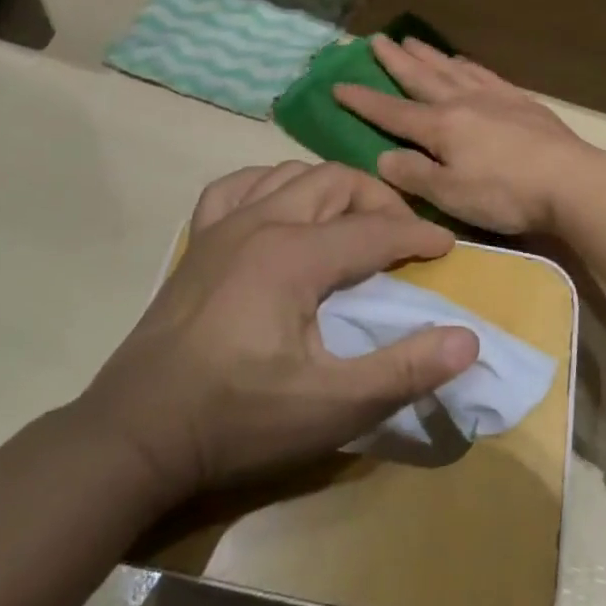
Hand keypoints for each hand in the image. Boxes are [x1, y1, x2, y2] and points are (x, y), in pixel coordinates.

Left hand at [83, 161, 479, 501]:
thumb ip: (404, 370)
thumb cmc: (237, 419)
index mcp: (295, 255)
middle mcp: (261, 222)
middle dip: (379, 200)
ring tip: (352, 221)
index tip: (448, 249)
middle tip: (403, 237)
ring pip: (291, 173)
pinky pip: (237, 186)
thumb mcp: (331, 407)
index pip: (374, 230)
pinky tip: (279, 207)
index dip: (418, 237)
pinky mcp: (198, 240)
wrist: (136, 432)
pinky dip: (270, 184)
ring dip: (331, 188)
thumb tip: (468, 339)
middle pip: (336, 182)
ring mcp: (222, 225)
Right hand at [334, 35, 605, 234]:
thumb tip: (383, 156)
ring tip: (412, 41)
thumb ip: (414, 175)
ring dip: (428, 56)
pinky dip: (468, 65)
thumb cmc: (505, 194)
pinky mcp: (520, 100)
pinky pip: (485, 74)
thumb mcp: (450, 195)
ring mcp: (493, 97)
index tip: (338, 84)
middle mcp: (462, 103)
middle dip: (395, 61)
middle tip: (375, 39)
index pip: (392, 111)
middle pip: (421, 77)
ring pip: (452, 69)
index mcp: (440, 127)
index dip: (363, 100)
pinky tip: (463, 62)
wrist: (571, 181)